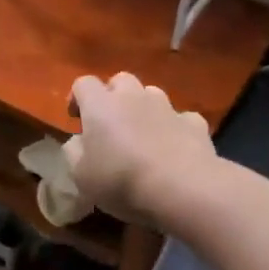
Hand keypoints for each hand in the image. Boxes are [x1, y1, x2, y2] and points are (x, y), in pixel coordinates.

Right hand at [67, 72, 215, 227]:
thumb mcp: (80, 175)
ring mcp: (167, 107)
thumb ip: (74, 152)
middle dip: (114, 96)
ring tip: (144, 135)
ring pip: (152, 95)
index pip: (83, 83)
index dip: (77, 97)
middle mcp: (133, 96)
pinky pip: (181, 118)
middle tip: (111, 124)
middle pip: (120, 80)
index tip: (76, 119)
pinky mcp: (194, 124)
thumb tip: (79, 141)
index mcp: (100, 104)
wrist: (183, 188)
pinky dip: (175, 128)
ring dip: (145, 108)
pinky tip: (175, 149)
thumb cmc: (122, 180)